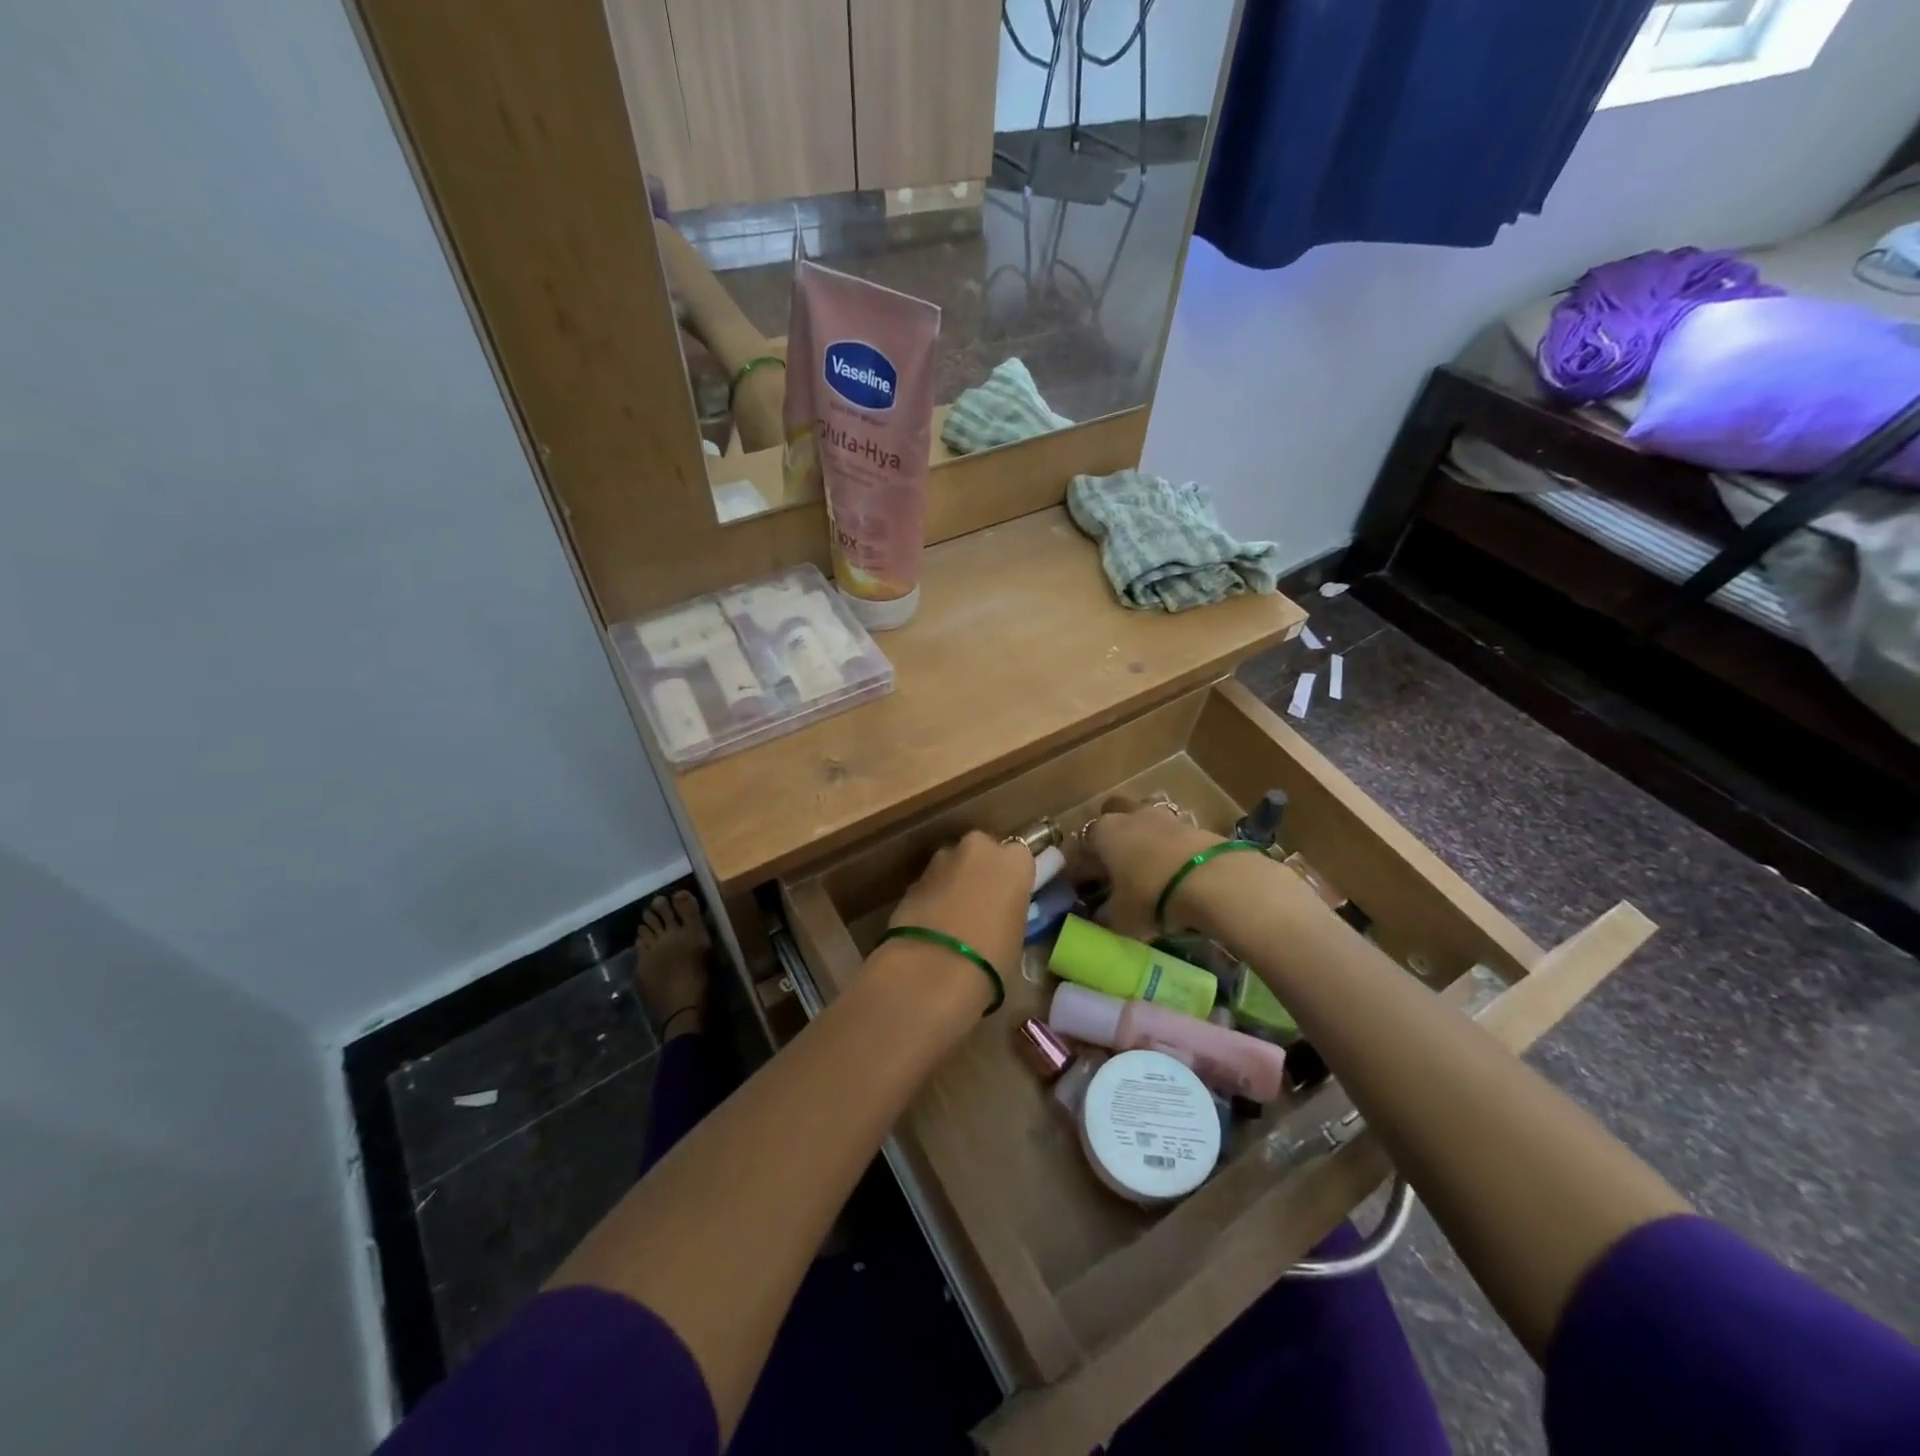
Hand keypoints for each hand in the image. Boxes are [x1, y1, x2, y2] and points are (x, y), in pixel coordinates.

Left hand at [888, 831, 1032, 998]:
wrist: (934, 969)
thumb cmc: (993, 958)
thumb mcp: (1017, 936)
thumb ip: (1008, 913)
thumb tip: (996, 918)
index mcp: (1015, 861)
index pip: (1019, 858)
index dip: (1011, 879)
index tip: (1008, 899)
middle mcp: (979, 849)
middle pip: (982, 853)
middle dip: (979, 872)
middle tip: (980, 906)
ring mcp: (941, 859)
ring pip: (952, 865)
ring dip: (953, 884)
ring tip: (952, 921)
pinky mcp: (912, 879)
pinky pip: (930, 884)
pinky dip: (932, 898)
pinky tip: (931, 926)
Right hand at [1082, 797, 1223, 937]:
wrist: (1213, 881)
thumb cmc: (1152, 896)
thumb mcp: (1120, 917)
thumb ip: (1104, 916)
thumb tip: (1097, 917)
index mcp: (1102, 833)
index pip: (1080, 849)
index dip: (1079, 871)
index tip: (1082, 891)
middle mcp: (1129, 816)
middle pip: (1111, 820)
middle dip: (1110, 839)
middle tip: (1113, 869)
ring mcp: (1163, 816)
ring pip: (1143, 821)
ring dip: (1141, 838)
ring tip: (1145, 866)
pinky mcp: (1194, 824)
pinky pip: (1171, 834)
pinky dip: (1168, 848)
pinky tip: (1172, 870)